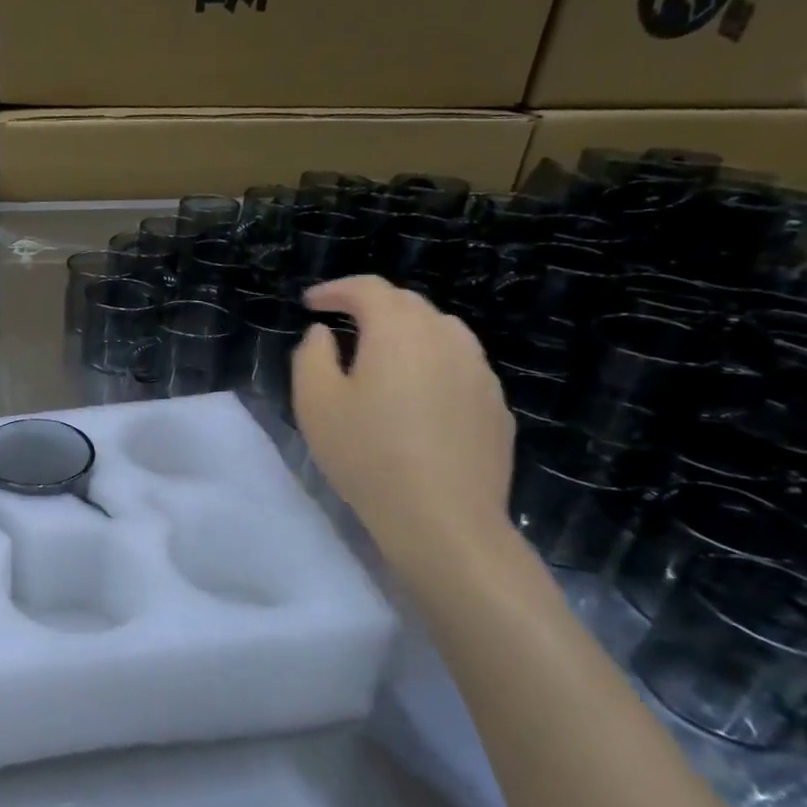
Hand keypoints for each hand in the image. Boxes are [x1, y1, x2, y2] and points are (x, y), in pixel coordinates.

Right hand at [294, 277, 514, 563]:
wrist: (443, 518)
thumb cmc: (367, 454)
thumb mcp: (315, 403)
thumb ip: (312, 355)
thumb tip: (324, 334)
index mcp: (399, 330)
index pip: (368, 288)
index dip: (336, 289)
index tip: (311, 302)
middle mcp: (447, 337)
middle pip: (408, 305)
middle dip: (371, 307)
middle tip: (341, 326)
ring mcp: (479, 371)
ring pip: (439, 333)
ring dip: (405, 334)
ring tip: (380, 359)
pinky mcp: (495, 405)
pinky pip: (458, 367)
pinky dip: (431, 366)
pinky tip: (416, 399)